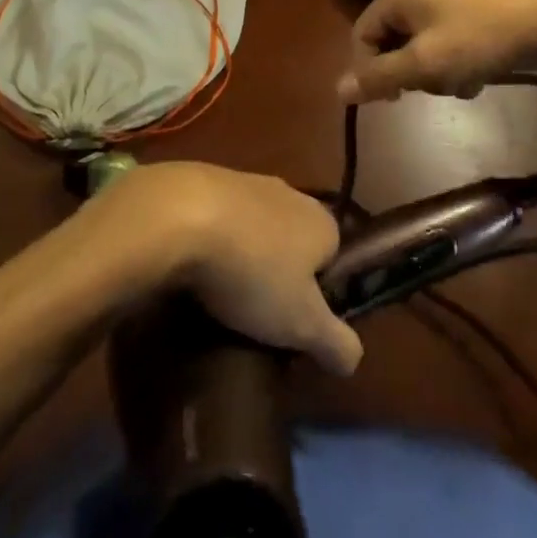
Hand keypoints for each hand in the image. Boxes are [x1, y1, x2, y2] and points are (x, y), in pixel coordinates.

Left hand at [99, 162, 361, 376]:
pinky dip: (212, 238)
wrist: (181, 215)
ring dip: (243, 253)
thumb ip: (335, 342)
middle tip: (256, 311)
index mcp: (322, 222)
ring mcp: (247, 181)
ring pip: (255, 227)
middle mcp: (291, 194)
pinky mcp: (207, 178)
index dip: (316, 293)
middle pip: (293, 240)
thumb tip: (355, 359)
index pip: (333, 258)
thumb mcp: (302, 323)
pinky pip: (219, 216)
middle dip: (278, 271)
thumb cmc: (253, 271)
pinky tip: (193, 264)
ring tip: (221, 292)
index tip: (291, 323)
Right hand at [336, 0, 536, 104]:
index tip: (395, 99)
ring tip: (464, 82)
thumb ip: (380, 77)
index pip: (363, 34)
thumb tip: (338, 91)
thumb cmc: (481, 39)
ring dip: (436, 71)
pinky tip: (478, 75)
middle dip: (411, 71)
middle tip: (436, 86)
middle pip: (392, 40)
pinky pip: (445, 40)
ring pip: (420, 45)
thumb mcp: (425, 64)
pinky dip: (455, 61)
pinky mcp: (470, 6)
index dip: (371, 70)